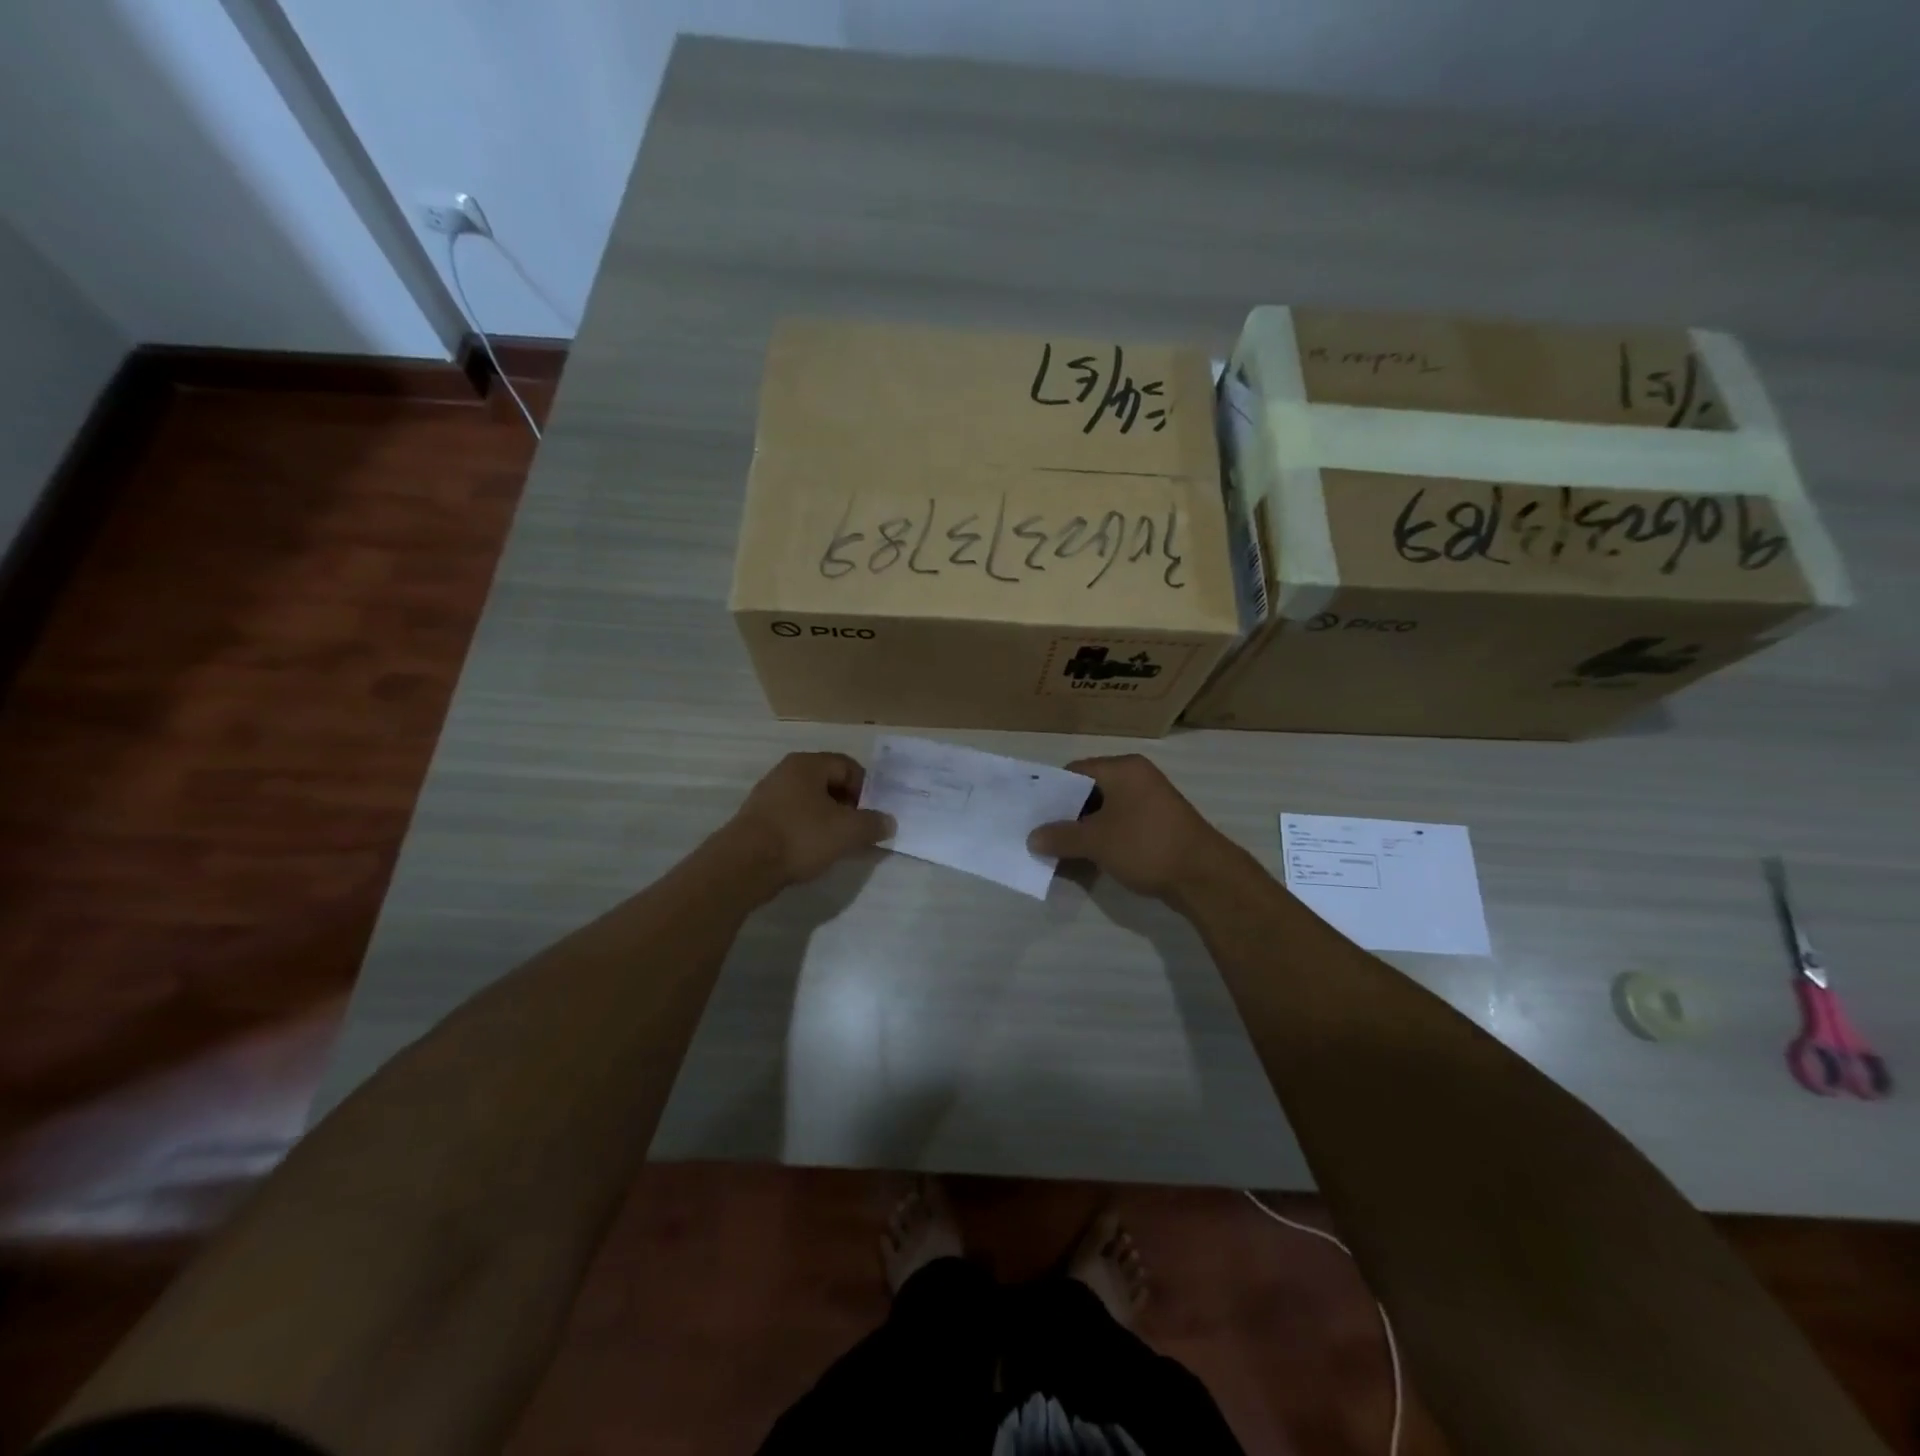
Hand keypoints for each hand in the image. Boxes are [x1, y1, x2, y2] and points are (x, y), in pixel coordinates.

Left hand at [725, 752, 892, 887]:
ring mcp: (768, 796)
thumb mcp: (848, 831)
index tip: (873, 814)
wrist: (743, 865)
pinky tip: (813, 852)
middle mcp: (786, 772)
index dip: (867, 789)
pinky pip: (794, 819)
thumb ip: (873, 824)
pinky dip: (809, 831)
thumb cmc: (800, 836)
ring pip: (811, 803)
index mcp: (808, 764)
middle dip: (849, 806)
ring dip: (829, 820)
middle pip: (829, 783)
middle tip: (860, 830)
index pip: (848, 766)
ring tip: (839, 844)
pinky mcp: (758, 820)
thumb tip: (888, 822)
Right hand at [1027, 754, 1233, 899]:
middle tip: (1041, 835)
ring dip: (1083, 831)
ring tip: (1058, 852)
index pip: (1076, 770)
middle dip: (1065, 815)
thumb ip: (1060, 837)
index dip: (1052, 791)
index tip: (1033, 813)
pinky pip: (1121, 826)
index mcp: (1123, 769)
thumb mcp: (1096, 841)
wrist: (1204, 876)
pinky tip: (1086, 861)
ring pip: (1105, 812)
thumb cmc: (1146, 845)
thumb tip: (1032, 838)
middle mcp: (1138, 778)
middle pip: (1089, 791)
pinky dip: (1103, 840)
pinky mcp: (1159, 825)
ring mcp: (1151, 802)